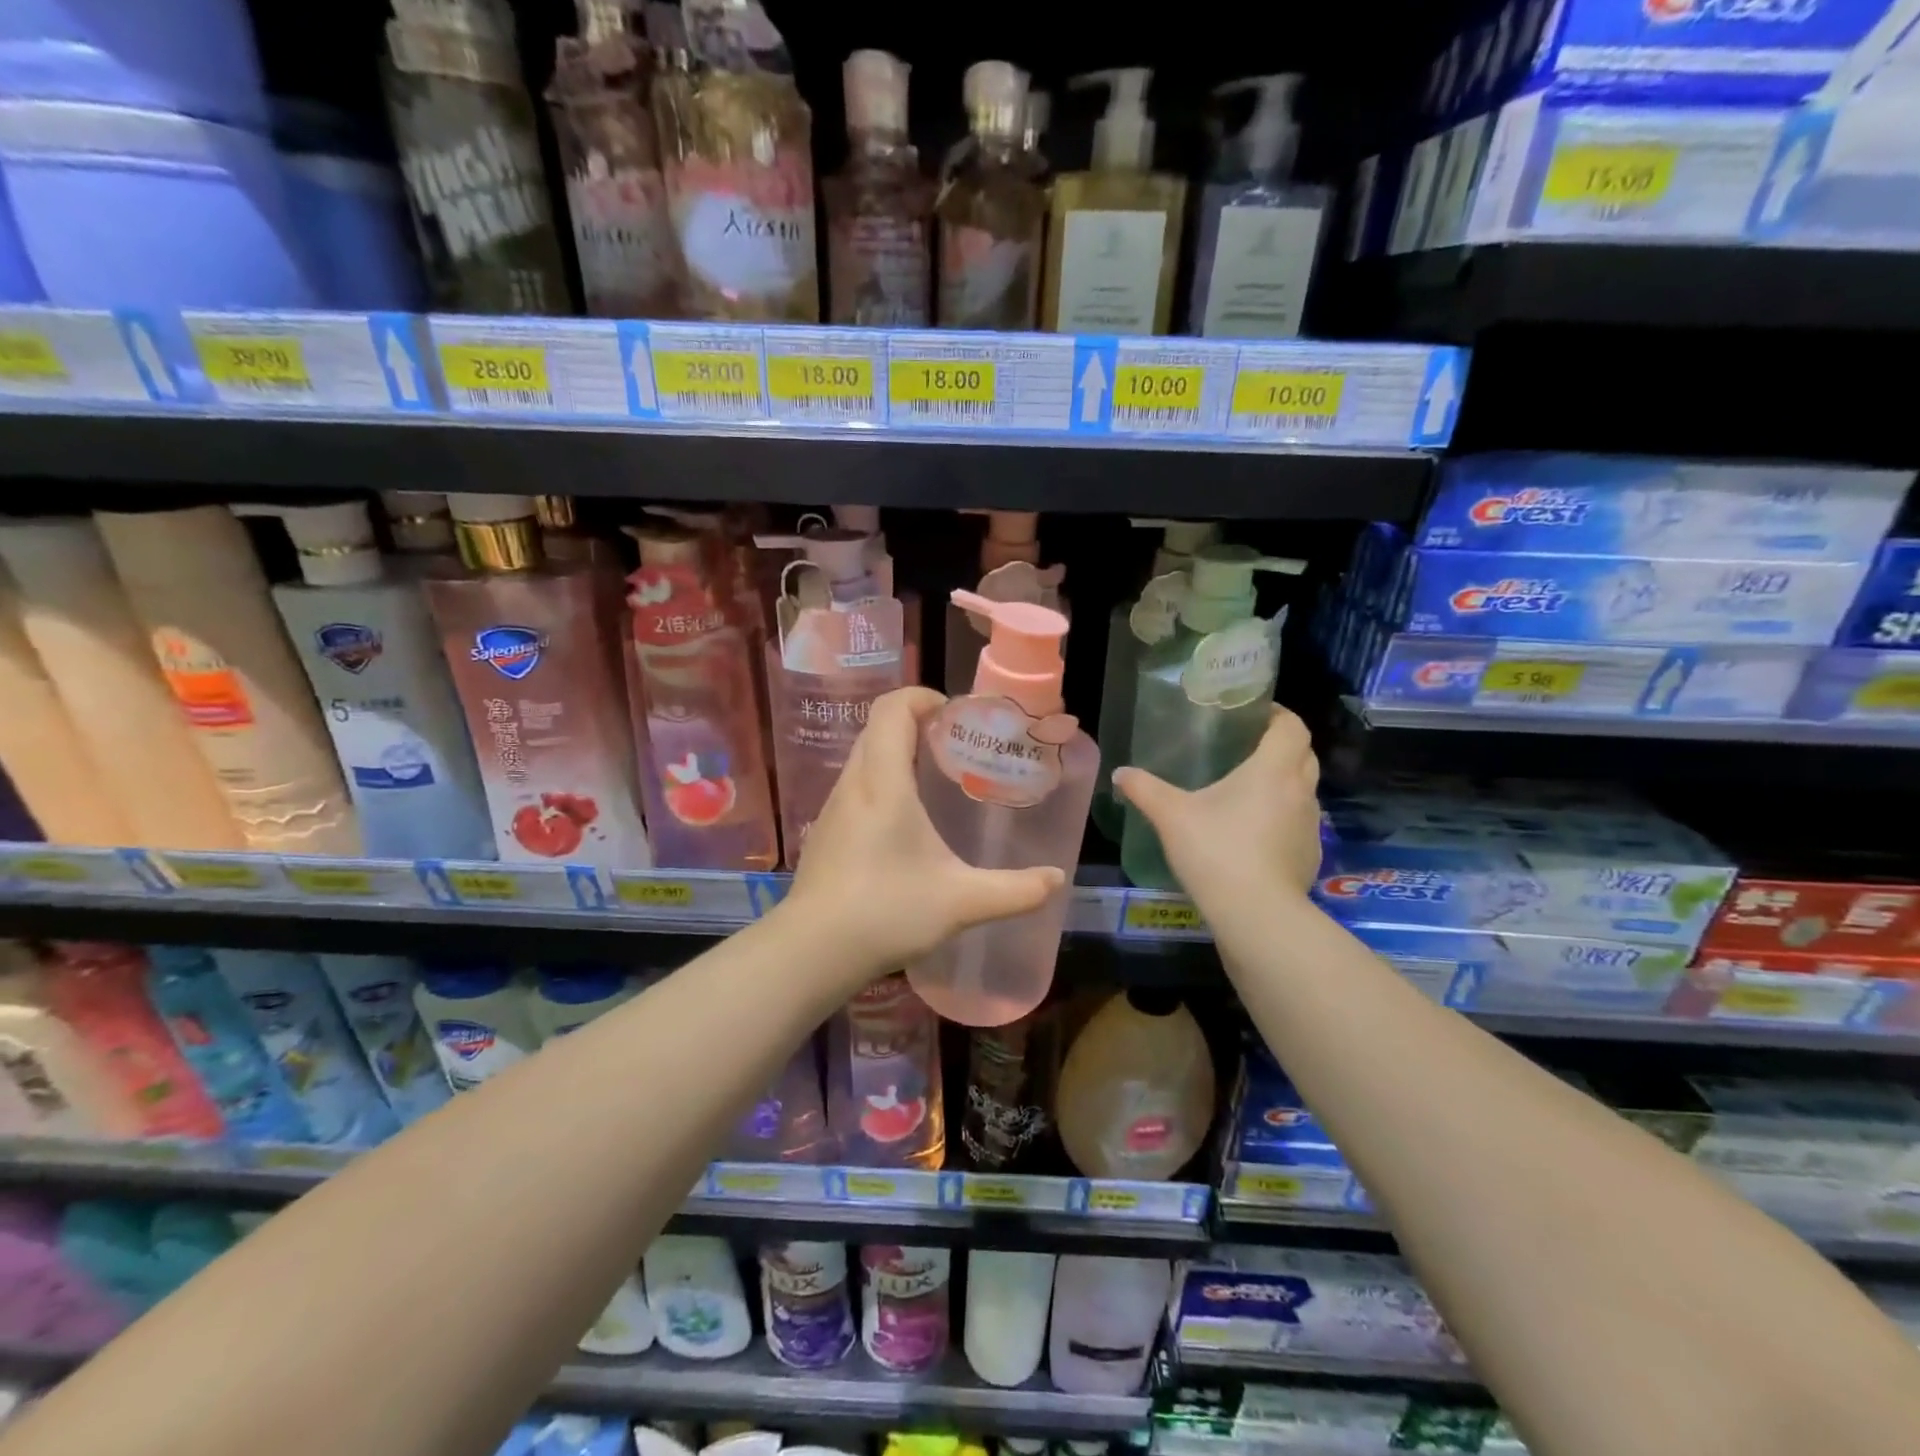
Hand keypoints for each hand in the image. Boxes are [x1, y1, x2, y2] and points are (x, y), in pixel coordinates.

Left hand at [784, 687, 1064, 977]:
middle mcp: (854, 784)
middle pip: (878, 727)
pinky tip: (905, 825)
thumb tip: (1058, 880)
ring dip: (897, 753)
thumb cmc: (887, 911)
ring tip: (936, 782)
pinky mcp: (825, 832)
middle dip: (916, 724)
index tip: (955, 715)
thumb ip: (1015, 890)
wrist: (813, 951)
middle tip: (955, 747)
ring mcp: (833, 808)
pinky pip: (856, 786)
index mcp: (884, 782)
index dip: (922, 697)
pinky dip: (882, 782)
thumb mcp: (962, 902)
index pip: (892, 708)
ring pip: (865, 757)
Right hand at [1113, 707, 1321, 904]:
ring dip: (1284, 782)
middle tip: (1247, 748)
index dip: (1278, 714)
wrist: (1255, 914)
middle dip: (1281, 745)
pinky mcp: (1310, 854)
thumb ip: (1144, 789)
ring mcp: (1310, 825)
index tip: (1254, 715)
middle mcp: (1300, 790)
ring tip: (1248, 790)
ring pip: (1304, 789)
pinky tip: (1255, 833)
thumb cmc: (1216, 850)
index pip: (1292, 726)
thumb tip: (1120, 773)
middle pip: (1303, 754)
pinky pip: (1299, 822)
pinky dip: (1283, 817)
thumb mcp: (1171, 815)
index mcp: (1273, 769)